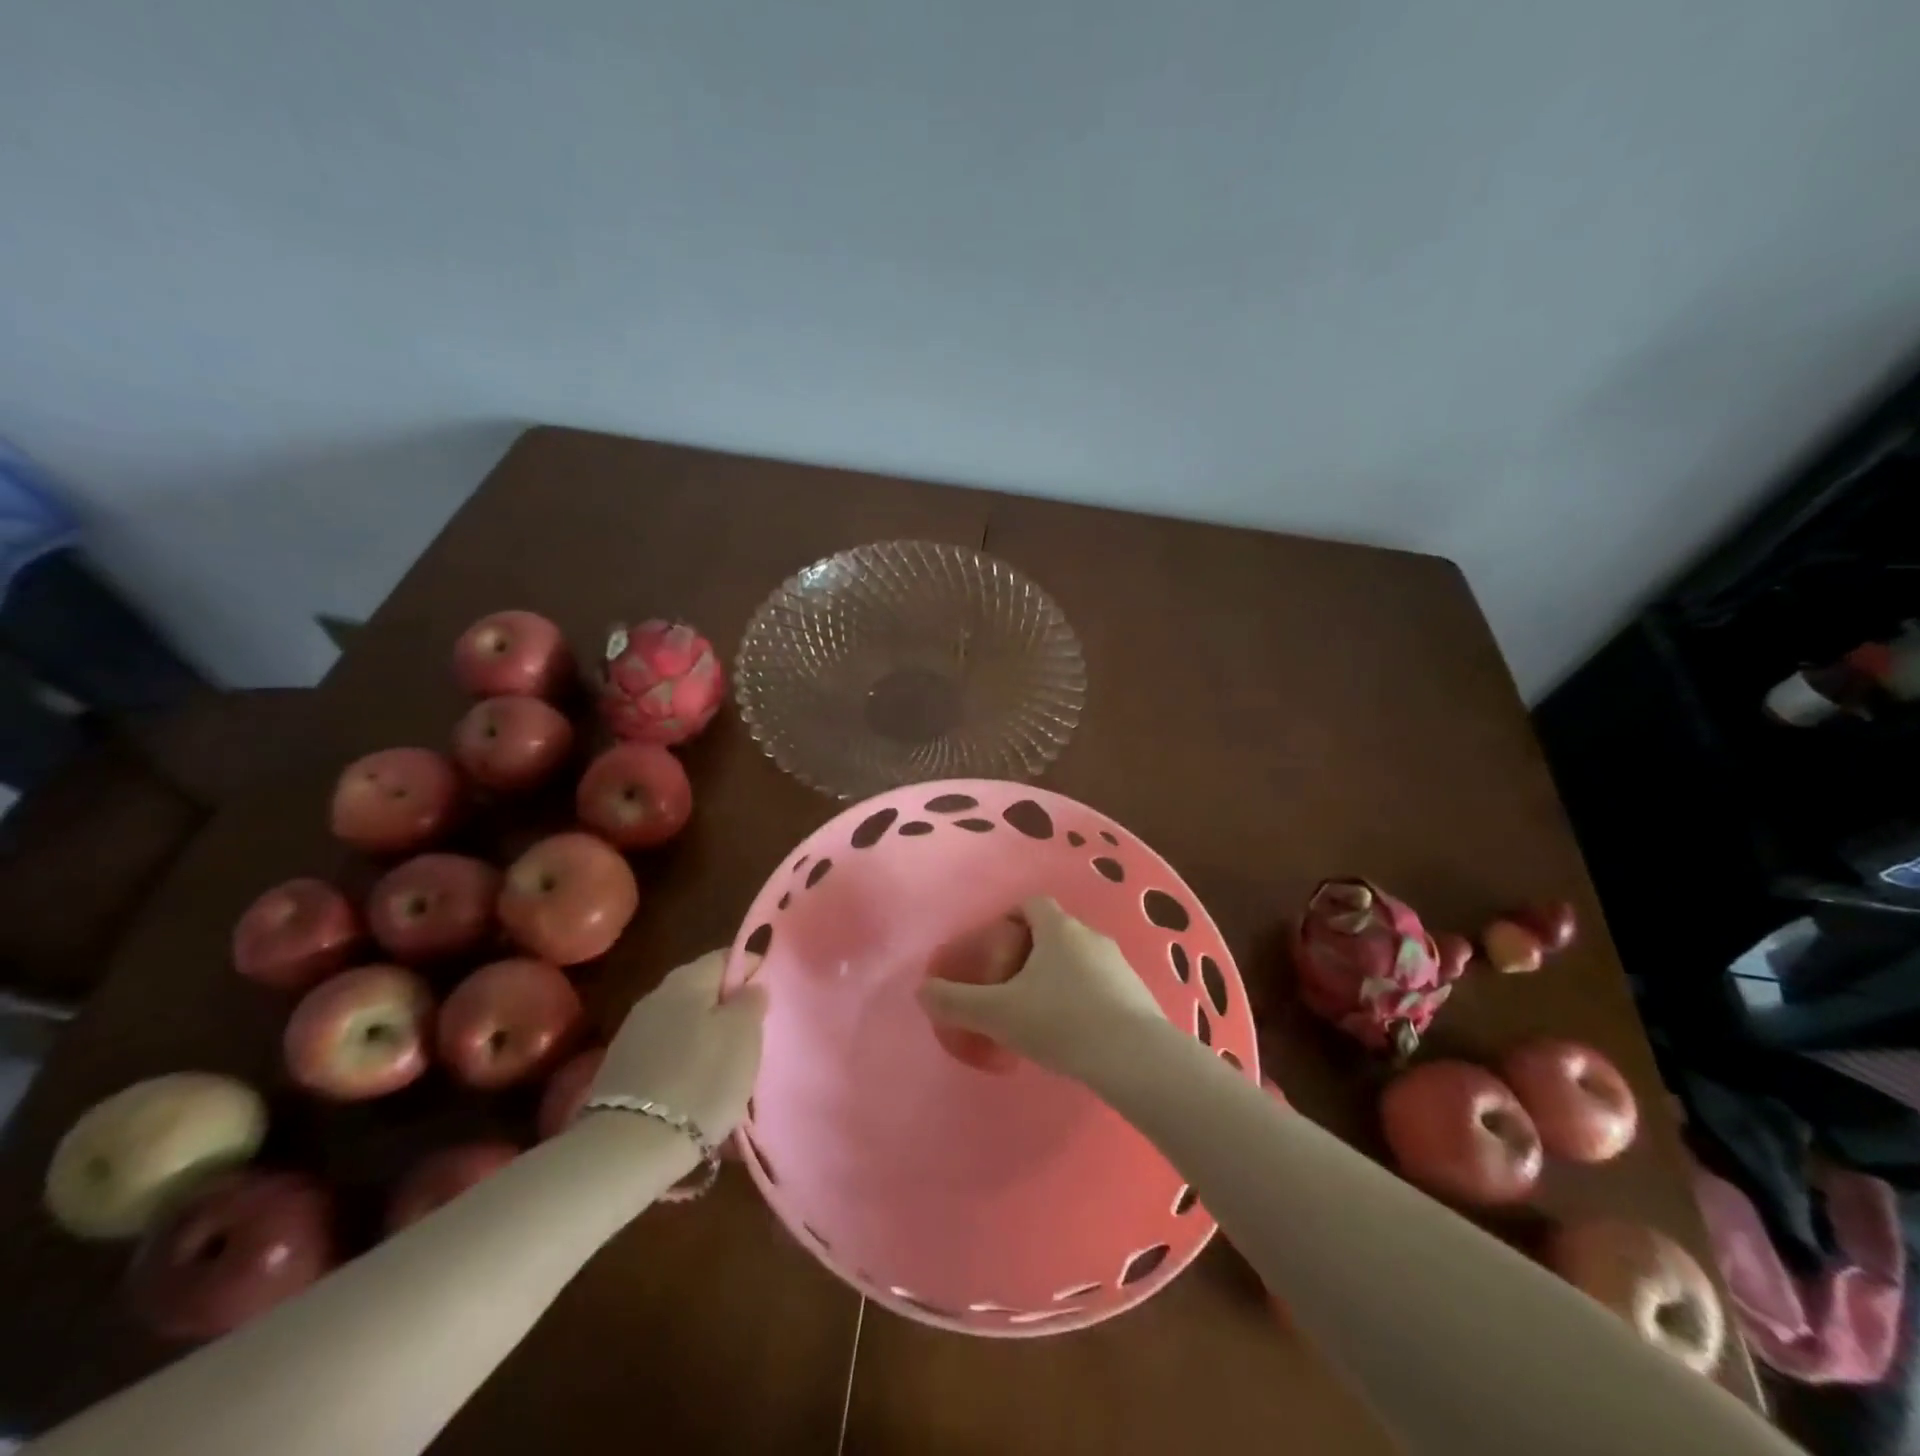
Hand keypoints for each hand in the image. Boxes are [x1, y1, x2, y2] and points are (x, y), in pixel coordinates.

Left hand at [587, 950, 765, 1141]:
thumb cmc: (701, 1079)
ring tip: (730, 1068)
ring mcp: (634, 1035)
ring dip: (708, 1039)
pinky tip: (699, 1090)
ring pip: (685, 1025)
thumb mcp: (743, 1034)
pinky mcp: (623, 1072)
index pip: (727, 957)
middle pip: (703, 991)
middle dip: (730, 1008)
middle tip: (755, 1033)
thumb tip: (750, 986)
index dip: (753, 969)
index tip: (773, 992)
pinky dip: (687, 1065)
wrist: (630, 1147)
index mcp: (687, 979)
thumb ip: (751, 1001)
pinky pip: (668, 1056)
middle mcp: (656, 997)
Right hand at [918, 897, 1164, 1079]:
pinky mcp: (1137, 993)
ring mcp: (1119, 964)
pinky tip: (1074, 1032)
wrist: (1135, 1058)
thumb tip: (921, 991)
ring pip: (1079, 959)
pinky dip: (1084, 997)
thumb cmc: (1061, 1022)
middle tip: (1010, 986)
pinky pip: (1101, 984)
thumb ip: (957, 1001)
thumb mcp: (999, 1013)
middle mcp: (1091, 936)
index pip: (1032, 904)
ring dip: (1059, 976)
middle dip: (1031, 953)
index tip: (995, 948)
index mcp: (1058, 929)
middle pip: (1055, 931)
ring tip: (1041, 1013)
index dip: (1010, 919)